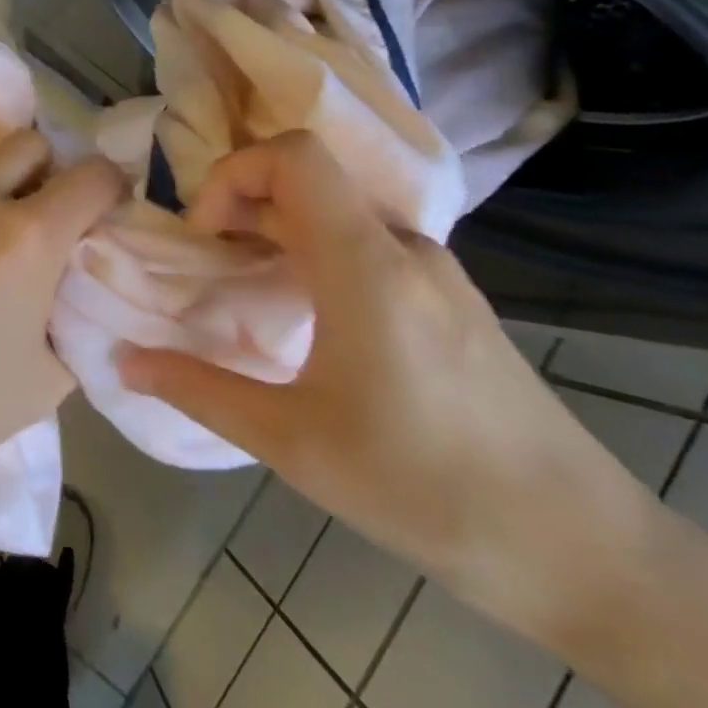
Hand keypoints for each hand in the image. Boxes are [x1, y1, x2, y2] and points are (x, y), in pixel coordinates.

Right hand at [118, 132, 665, 642]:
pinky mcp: (453, 296)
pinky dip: (318, 252)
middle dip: (243, 204)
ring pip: (338, 209)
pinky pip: (368, 242)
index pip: (293, 155)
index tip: (205, 237)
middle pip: (309, 177)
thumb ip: (199, 389)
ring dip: (279, 230)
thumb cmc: (425, 490)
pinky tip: (310, 318)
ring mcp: (436, 268)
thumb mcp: (293, 444)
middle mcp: (403, 246)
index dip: (232, 175)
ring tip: (249, 289)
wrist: (583, 552)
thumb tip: (124, 361)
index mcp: (365, 263)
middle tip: (211, 265)